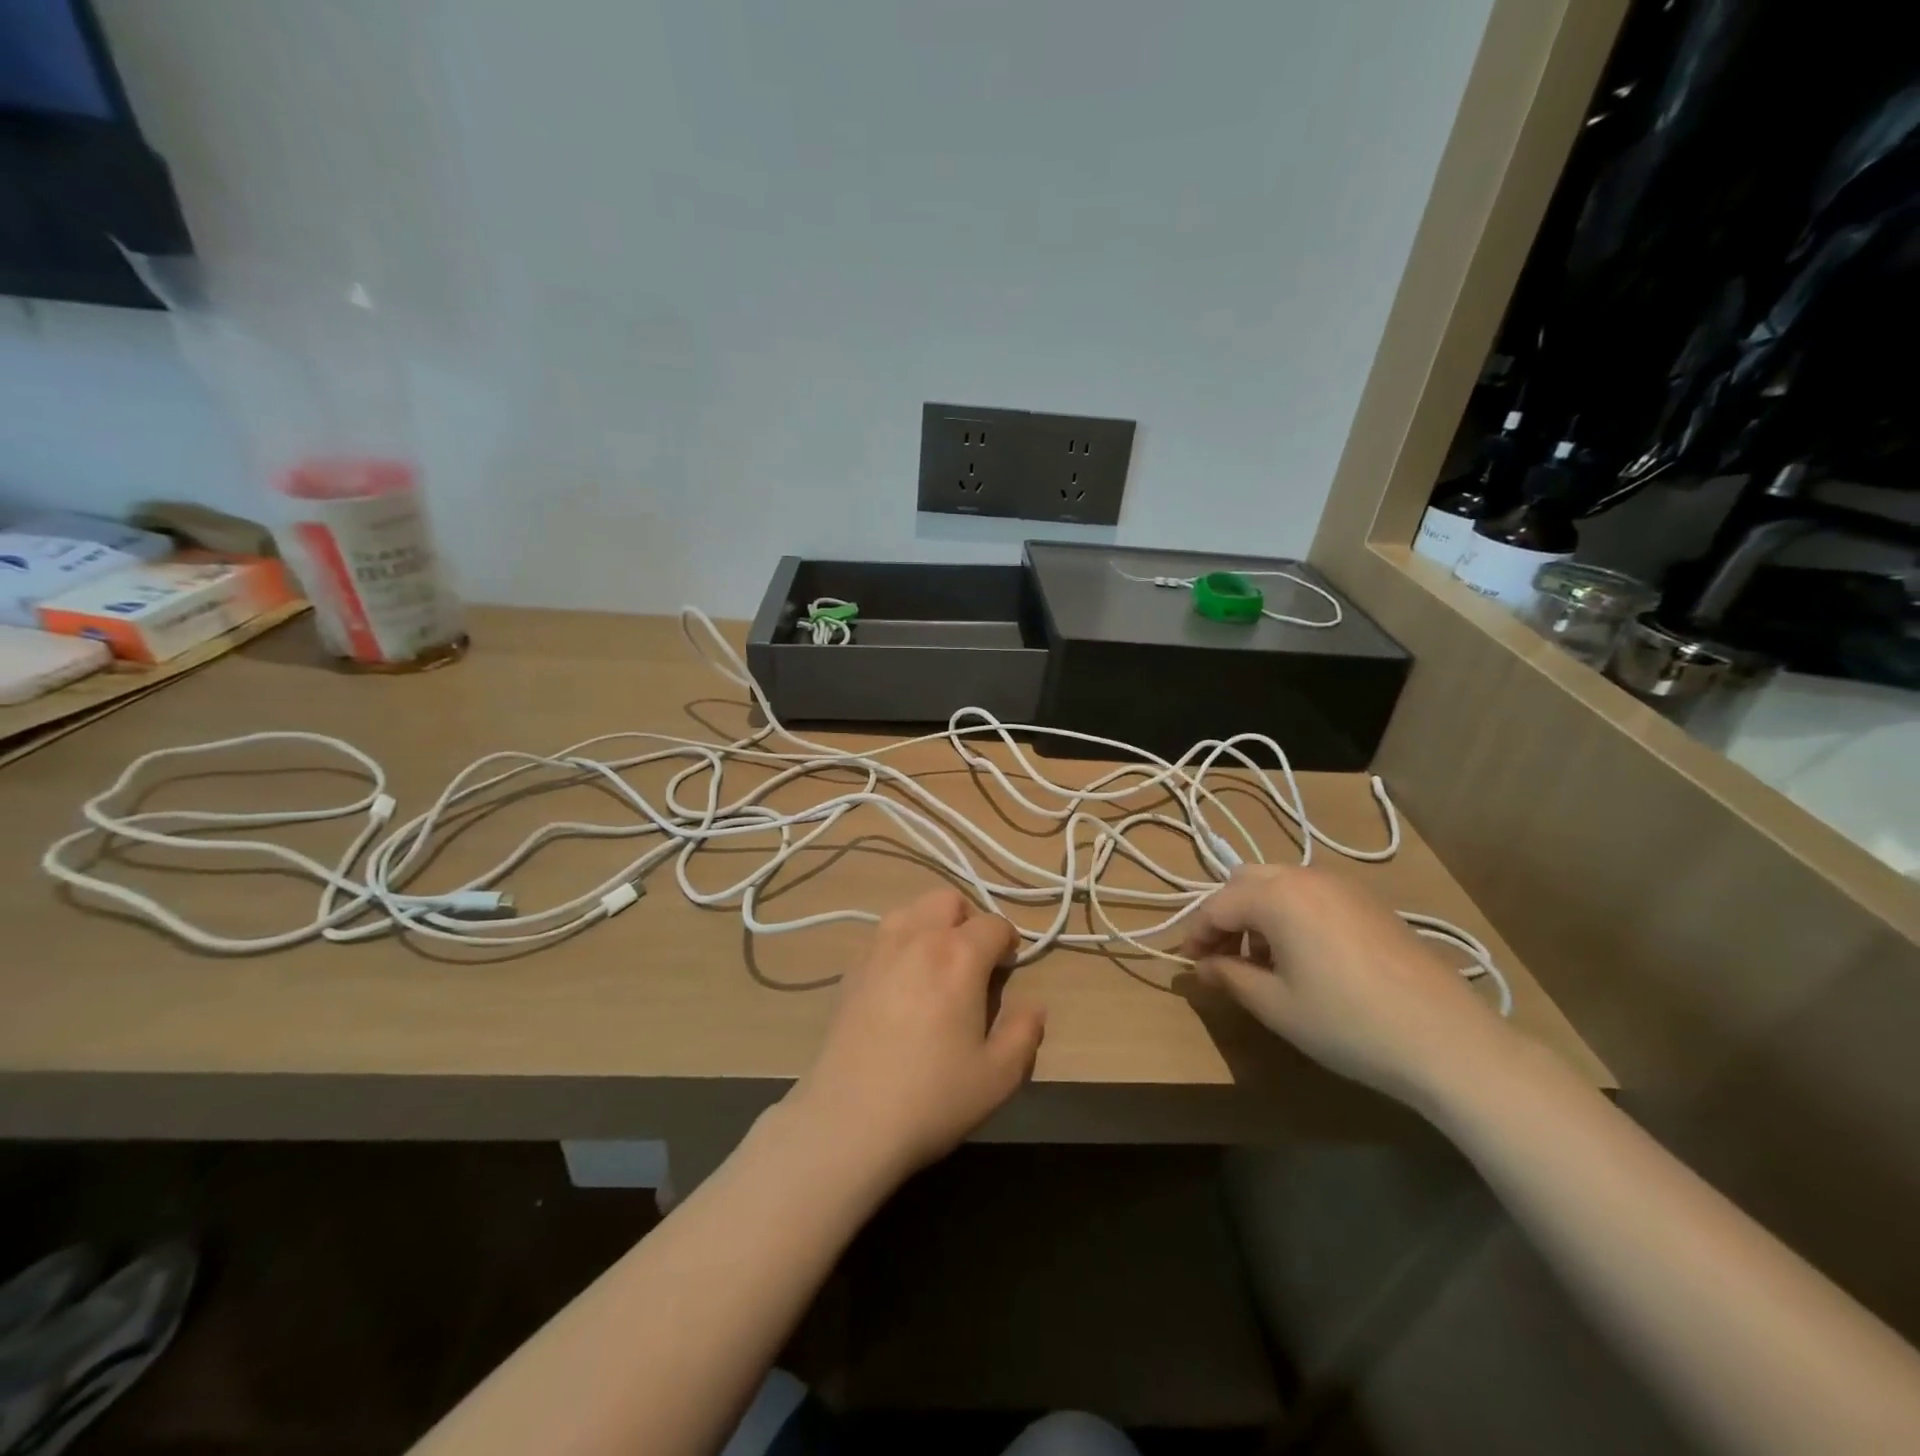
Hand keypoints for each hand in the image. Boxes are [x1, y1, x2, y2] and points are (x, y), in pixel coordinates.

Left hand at [787, 888, 1044, 1179]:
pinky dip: (901, 943)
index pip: (993, 924)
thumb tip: (1033, 1005)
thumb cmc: (933, 1097)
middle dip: (968, 920)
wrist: (849, 1121)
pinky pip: (882, 935)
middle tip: (973, 962)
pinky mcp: (851, 970)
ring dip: (931, 924)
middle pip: (947, 900)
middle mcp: (917, 938)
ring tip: (936, 965)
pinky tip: (901, 984)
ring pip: (910, 909)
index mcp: (959, 956)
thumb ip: (1025, 1032)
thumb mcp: (999, 1076)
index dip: (1008, 942)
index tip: (1008, 968)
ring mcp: (878, 950)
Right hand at [1180, 865, 1511, 1108]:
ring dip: (1258, 913)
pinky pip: (1312, 895)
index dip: (1196, 934)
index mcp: (1276, 895)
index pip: (1216, 905)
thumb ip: (1229, 976)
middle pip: (1245, 883)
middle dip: (1225, 916)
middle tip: (1222, 958)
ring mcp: (1343, 886)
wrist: (1446, 1039)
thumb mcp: (1275, 1005)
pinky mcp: (1369, 902)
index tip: (1189, 965)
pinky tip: (1302, 957)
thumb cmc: (1347, 1022)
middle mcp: (1306, 877)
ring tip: (1261, 961)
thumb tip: (1202, 966)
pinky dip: (1291, 914)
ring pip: (1279, 884)